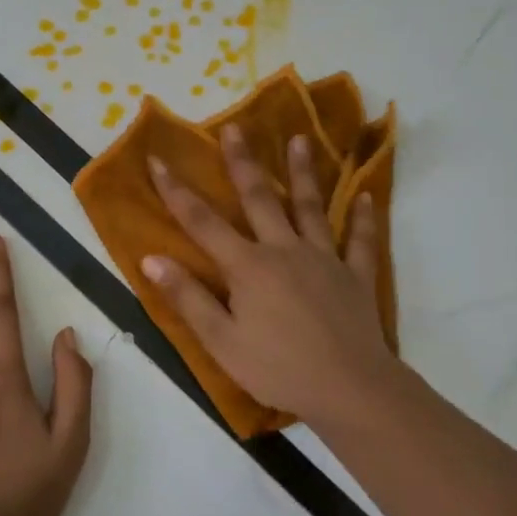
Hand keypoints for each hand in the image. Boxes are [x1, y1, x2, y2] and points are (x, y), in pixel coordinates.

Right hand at [144, 124, 401, 428]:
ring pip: (311, 208)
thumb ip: (188, 298)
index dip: (176, 191)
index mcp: (247, 267)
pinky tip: (364, 195)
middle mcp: (284, 250)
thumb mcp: (221, 341)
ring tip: (300, 139)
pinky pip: (360, 241)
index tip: (158, 159)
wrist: (349, 388)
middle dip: (242, 162)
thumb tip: (152, 258)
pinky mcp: (356, 276)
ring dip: (303, 172)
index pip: (202, 222)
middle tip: (234, 127)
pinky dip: (363, 218)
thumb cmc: (277, 368)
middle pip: (259, 199)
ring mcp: (325, 259)